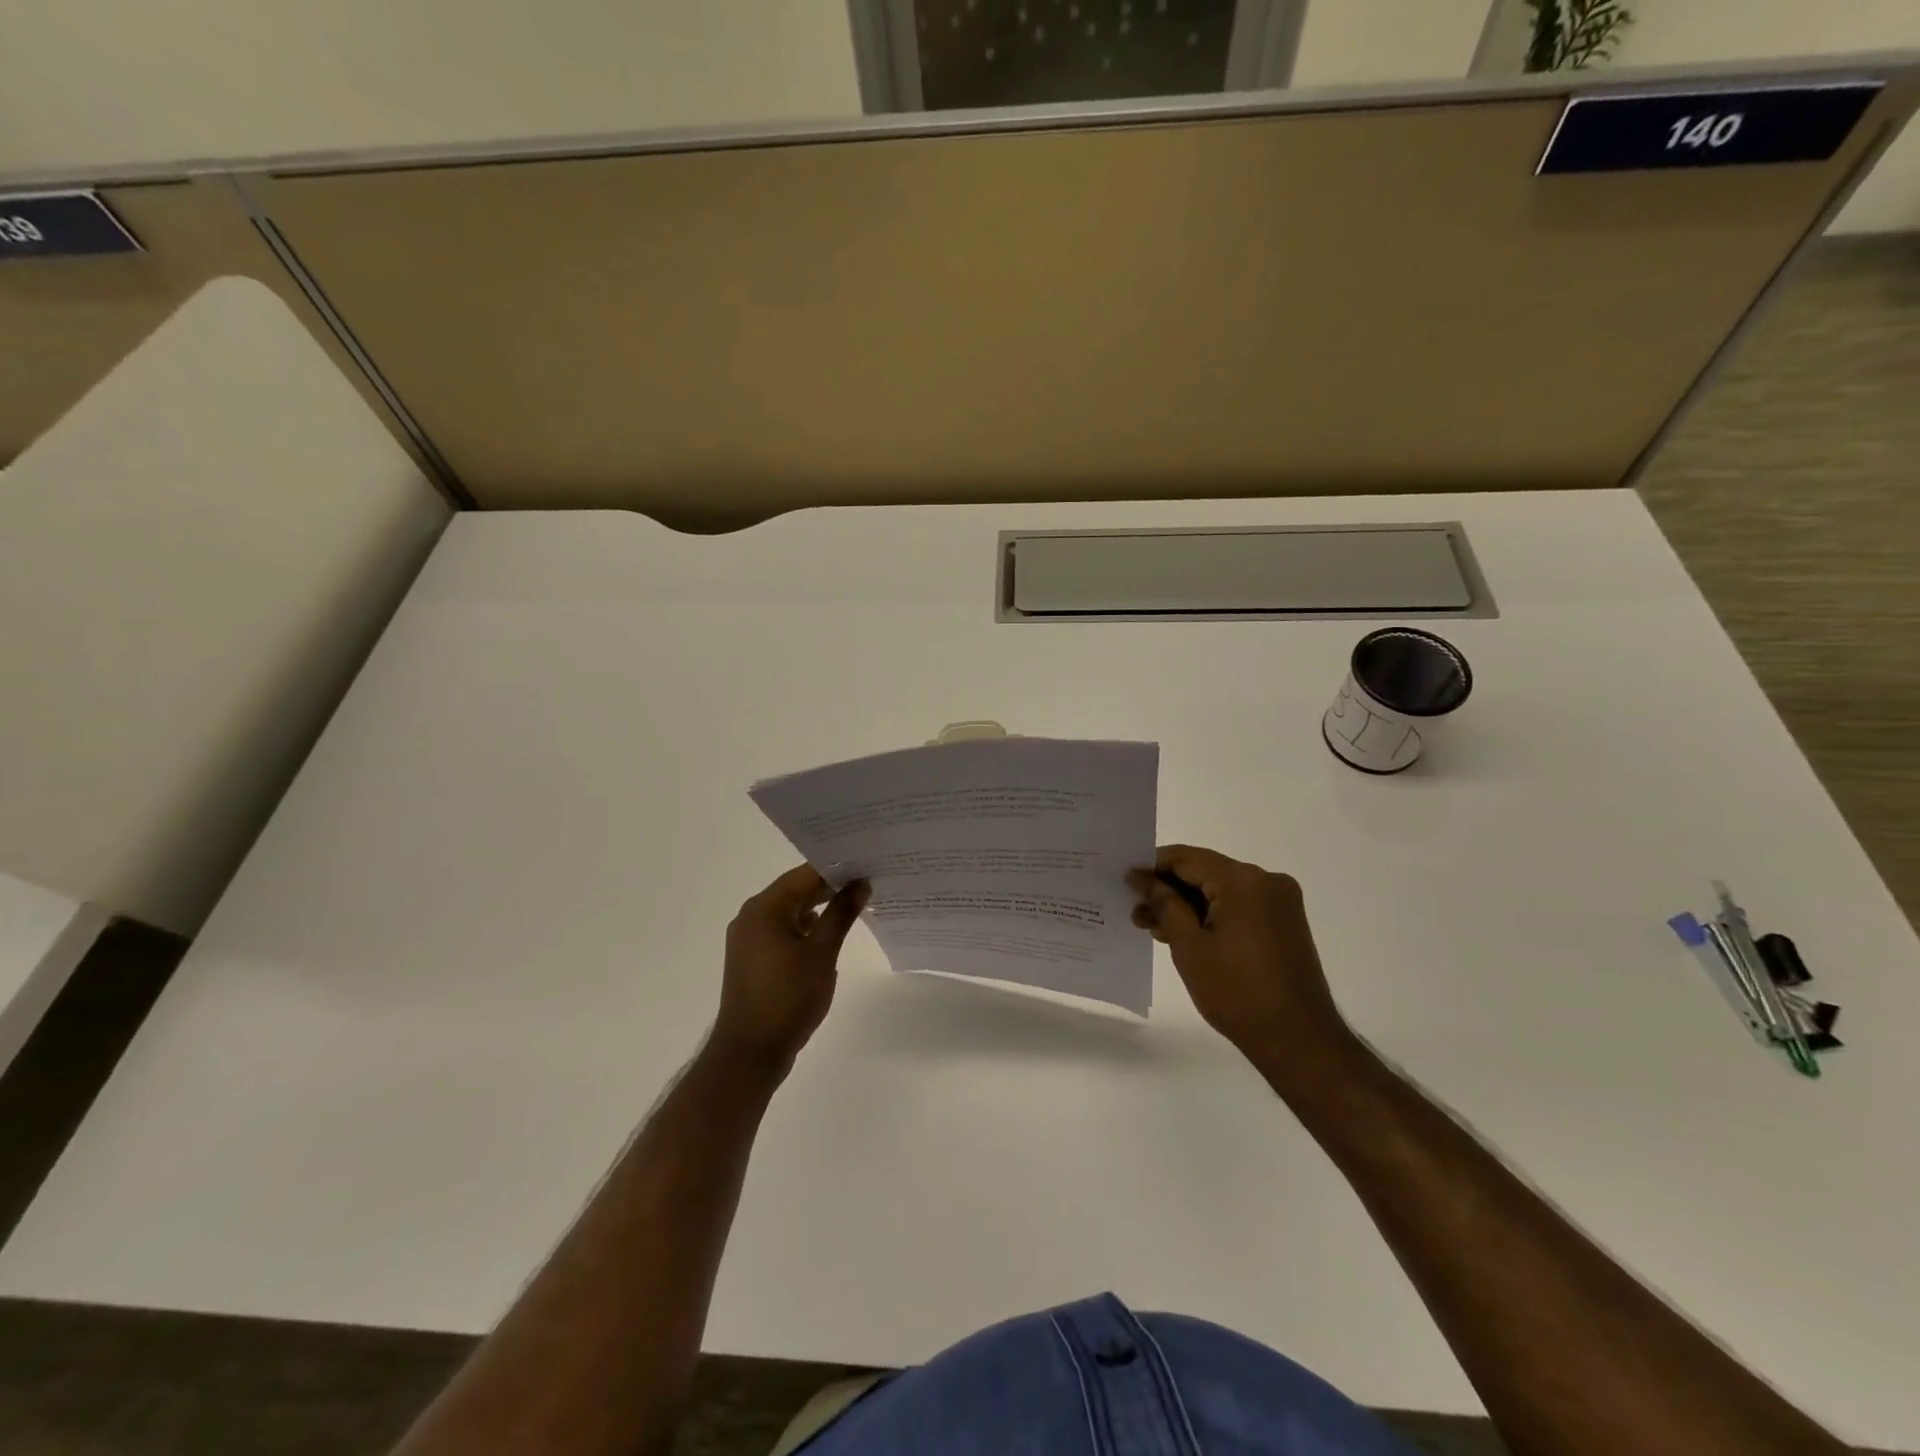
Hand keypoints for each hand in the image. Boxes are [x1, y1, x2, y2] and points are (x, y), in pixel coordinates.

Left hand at [712, 865, 869, 1074]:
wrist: (750, 1052)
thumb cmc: (788, 997)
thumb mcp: (823, 952)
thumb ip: (841, 914)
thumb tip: (861, 884)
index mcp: (764, 908)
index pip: (804, 874)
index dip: (836, 868)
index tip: (866, 865)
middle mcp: (751, 916)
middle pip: (796, 890)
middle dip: (830, 888)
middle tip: (867, 882)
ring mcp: (749, 939)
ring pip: (790, 912)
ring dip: (819, 909)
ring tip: (855, 905)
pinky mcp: (752, 959)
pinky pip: (782, 931)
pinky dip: (806, 929)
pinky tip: (830, 936)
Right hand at [1129, 845, 1351, 1070]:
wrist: (1298, 1040)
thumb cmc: (1236, 992)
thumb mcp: (1188, 945)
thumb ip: (1163, 903)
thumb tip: (1140, 876)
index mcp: (1244, 880)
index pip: (1186, 858)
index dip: (1152, 867)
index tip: (1125, 882)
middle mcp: (1266, 880)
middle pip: (1204, 872)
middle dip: (1168, 890)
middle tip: (1136, 912)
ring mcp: (1279, 901)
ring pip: (1219, 890)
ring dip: (1187, 905)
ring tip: (1154, 928)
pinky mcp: (1283, 922)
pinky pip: (1237, 906)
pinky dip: (1210, 915)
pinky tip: (1183, 934)